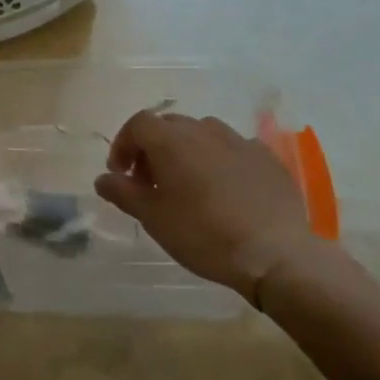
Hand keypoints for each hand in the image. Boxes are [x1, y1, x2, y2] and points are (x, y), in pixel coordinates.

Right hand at [94, 110, 314, 305]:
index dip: (123, 145)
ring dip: (186, 151)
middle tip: (149, 182)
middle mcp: (205, 130)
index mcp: (172, 141)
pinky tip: (224, 190)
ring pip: (202, 134)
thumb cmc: (204, 235)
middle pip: (169, 125)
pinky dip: (218, 160)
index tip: (120, 174)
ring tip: (187, 185)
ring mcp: (240, 141)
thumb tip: (103, 178)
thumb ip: (123, 192)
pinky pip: (232, 148)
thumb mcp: (153, 218)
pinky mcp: (266, 158)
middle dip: (152, 148)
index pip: (138, 124)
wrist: (275, 254)